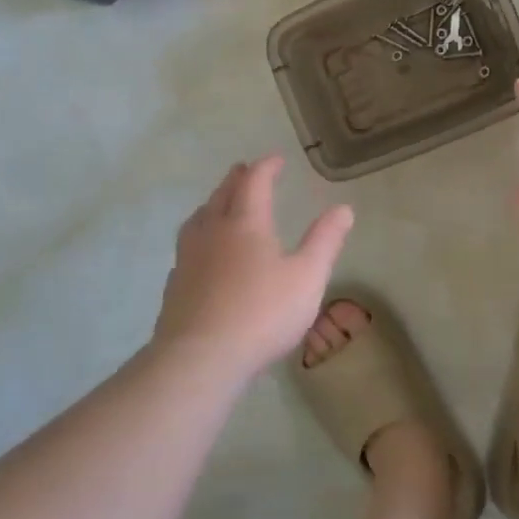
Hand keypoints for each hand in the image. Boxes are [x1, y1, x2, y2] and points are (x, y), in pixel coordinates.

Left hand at [155, 155, 354, 377]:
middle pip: (222, 195)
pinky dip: (199, 235)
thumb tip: (343, 208)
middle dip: (236, 179)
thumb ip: (325, 241)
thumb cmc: (262, 314)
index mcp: (245, 223)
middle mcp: (213, 232)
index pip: (255, 182)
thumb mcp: (307, 278)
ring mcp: (188, 258)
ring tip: (218, 203)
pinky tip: (202, 253)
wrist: (200, 358)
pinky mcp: (175, 285)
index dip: (266, 167)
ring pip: (199, 218)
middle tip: (244, 170)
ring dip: (212, 203)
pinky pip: (187, 246)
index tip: (276, 159)